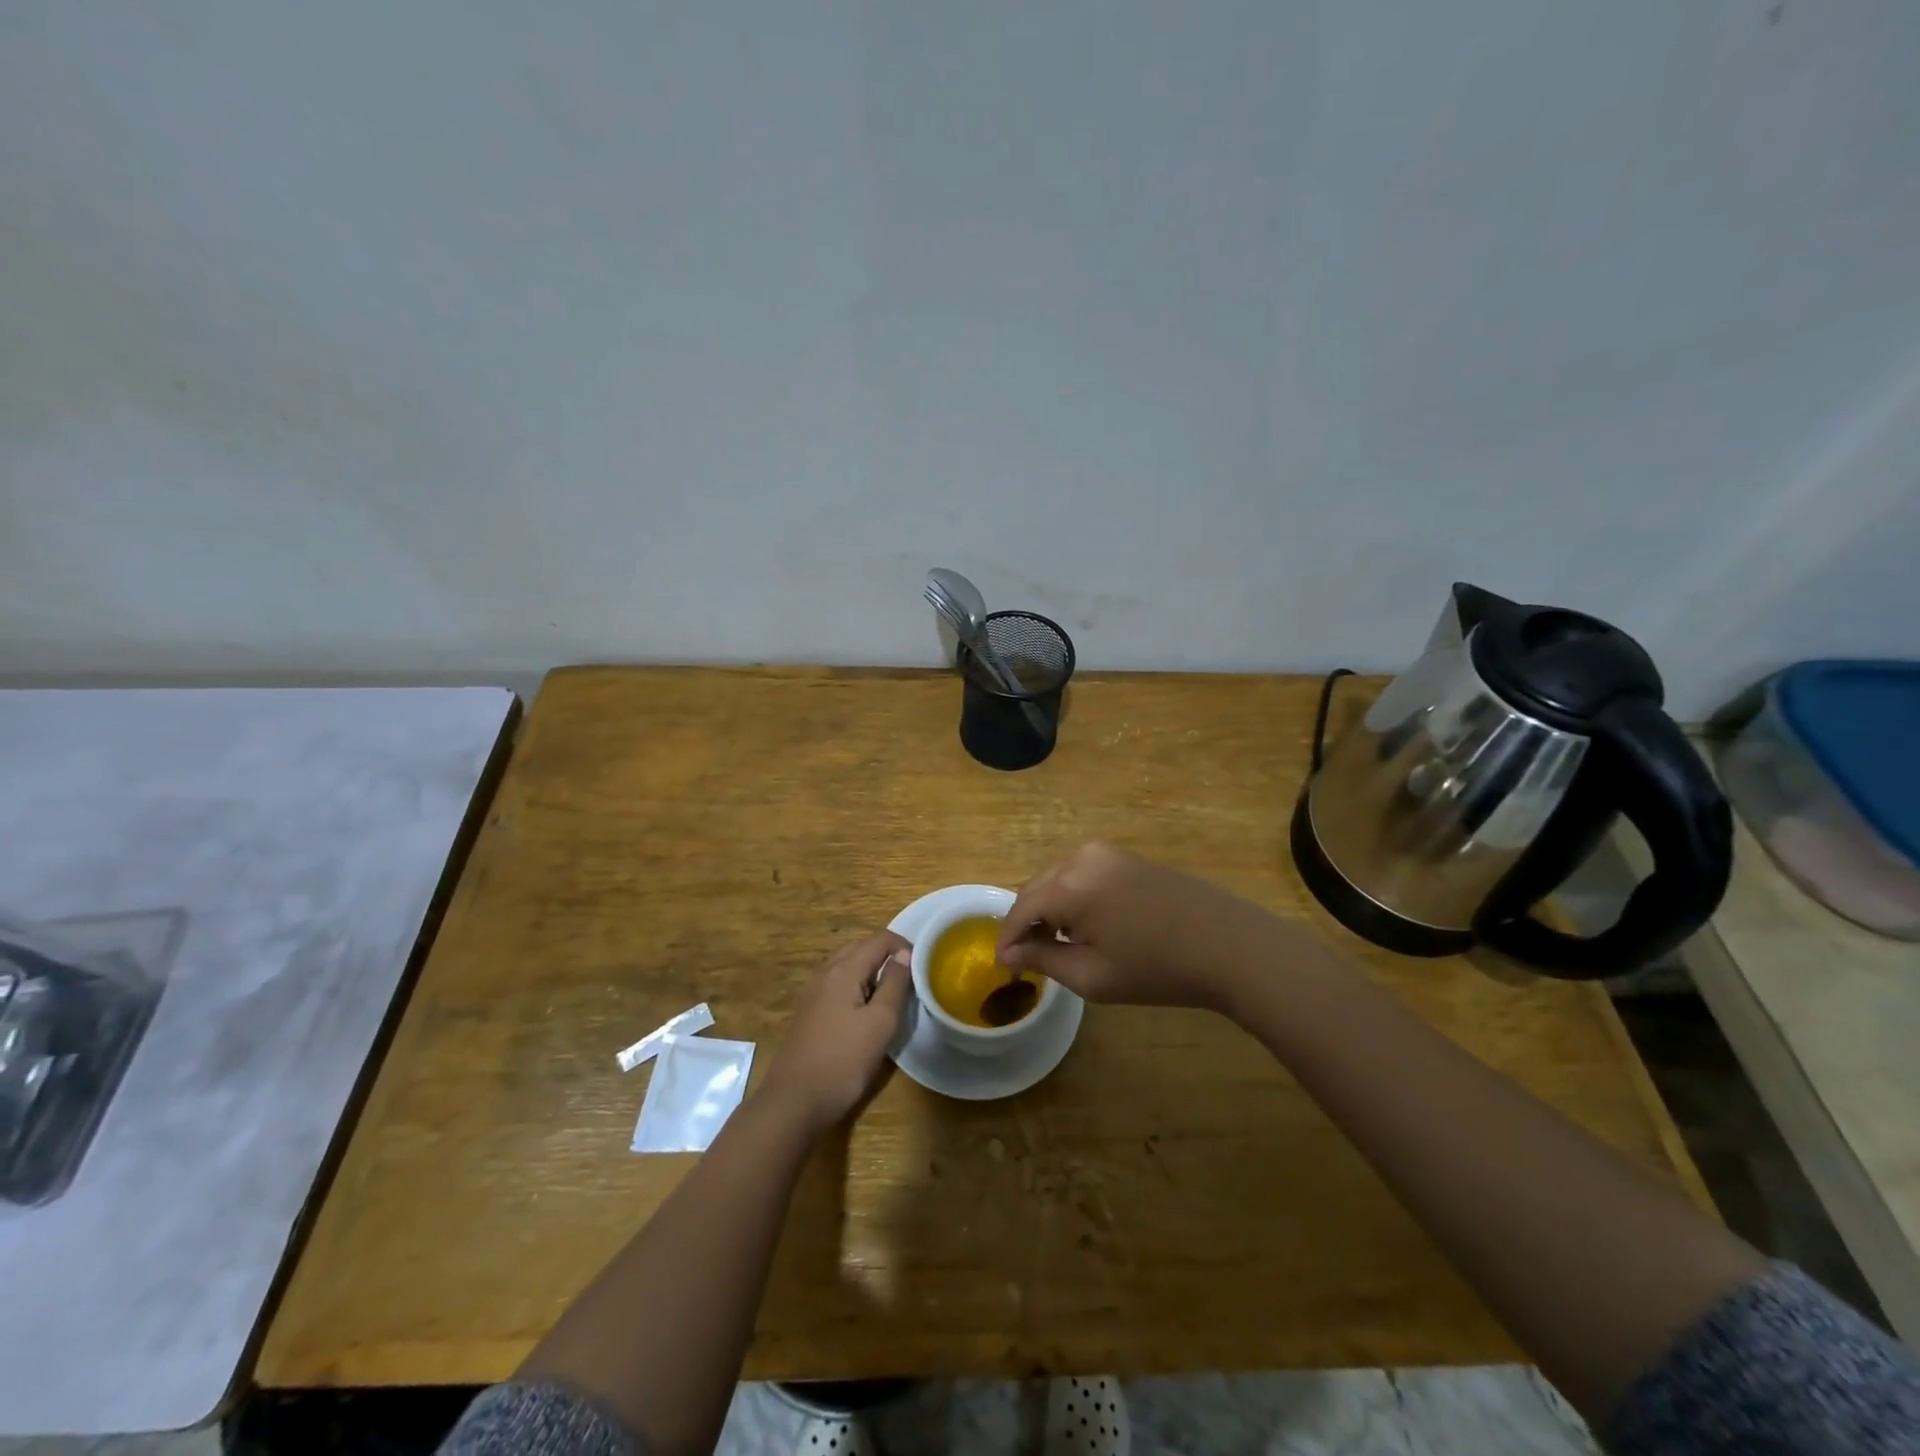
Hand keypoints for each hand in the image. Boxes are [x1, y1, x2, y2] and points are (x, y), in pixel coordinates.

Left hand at [760, 931, 910, 1135]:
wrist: (794, 1102)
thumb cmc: (843, 1061)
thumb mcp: (880, 1023)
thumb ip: (895, 984)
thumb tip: (904, 954)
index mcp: (844, 970)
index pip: (879, 939)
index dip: (904, 946)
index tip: (922, 967)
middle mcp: (825, 973)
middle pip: (861, 948)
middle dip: (887, 956)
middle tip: (910, 979)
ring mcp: (814, 992)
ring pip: (848, 967)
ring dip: (872, 972)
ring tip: (892, 995)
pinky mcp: (810, 1012)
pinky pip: (839, 985)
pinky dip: (858, 987)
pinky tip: (866, 1012)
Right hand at [996, 843, 1310, 1013]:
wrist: (1228, 945)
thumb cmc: (1157, 968)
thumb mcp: (1092, 975)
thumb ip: (1044, 958)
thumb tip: (1010, 953)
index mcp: (1069, 885)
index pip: (1021, 909)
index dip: (1008, 939)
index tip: (1002, 966)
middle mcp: (1080, 857)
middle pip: (1036, 888)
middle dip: (1026, 921)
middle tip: (1024, 958)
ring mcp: (1105, 852)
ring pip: (1057, 879)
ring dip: (1048, 908)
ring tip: (1052, 944)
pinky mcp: (1125, 856)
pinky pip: (1080, 874)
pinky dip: (1071, 897)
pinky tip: (1083, 926)